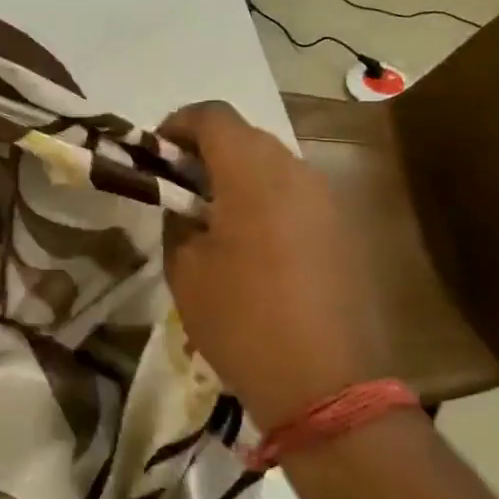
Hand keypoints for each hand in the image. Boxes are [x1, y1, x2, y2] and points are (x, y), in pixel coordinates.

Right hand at [161, 102, 364, 432]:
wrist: (324, 383)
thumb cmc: (241, 319)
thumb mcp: (185, 268)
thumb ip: (177, 219)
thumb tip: (181, 203)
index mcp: (252, 173)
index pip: (212, 115)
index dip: (177, 124)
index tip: (156, 153)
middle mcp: (296, 172)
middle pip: (244, 135)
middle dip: (206, 150)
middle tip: (178, 186)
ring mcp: (326, 199)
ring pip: (273, 163)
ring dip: (237, 174)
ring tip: (211, 215)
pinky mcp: (342, 228)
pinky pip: (295, 193)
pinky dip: (265, 198)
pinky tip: (249, 241)